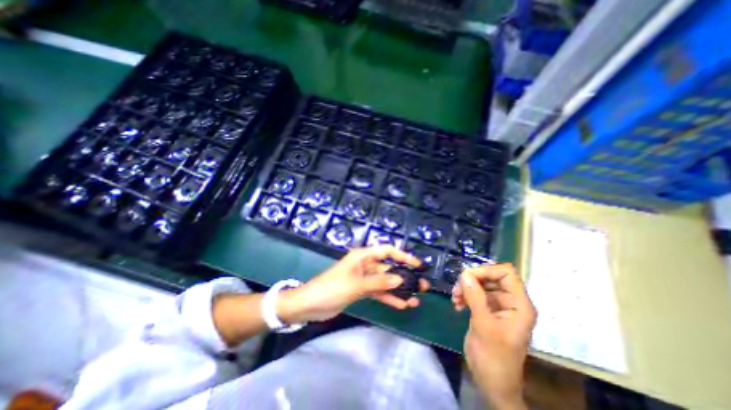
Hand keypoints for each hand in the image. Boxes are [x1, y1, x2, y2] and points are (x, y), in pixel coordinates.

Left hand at [279, 247, 428, 323]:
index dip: (403, 256)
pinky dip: (389, 297)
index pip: (387, 251)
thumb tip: (401, 279)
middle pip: (388, 268)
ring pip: (385, 282)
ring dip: (399, 290)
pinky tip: (402, 305)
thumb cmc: (331, 288)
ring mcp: (364, 278)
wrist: (310, 305)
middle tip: (422, 286)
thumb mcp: (356, 284)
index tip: (417, 265)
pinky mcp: (361, 290)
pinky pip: (379, 292)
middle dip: (404, 276)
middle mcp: (365, 264)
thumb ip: (379, 282)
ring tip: (416, 299)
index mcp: (363, 256)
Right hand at [456, 263, 538, 409]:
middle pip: (492, 277)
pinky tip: (457, 304)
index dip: (487, 270)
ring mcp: (498, 306)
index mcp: (519, 305)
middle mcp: (510, 302)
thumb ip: (475, 297)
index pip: (507, 274)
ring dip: (466, 288)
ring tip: (454, 298)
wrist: (492, 382)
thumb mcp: (484, 325)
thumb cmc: (494, 358)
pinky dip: (464, 295)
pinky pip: (475, 294)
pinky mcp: (487, 310)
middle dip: (472, 280)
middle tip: (457, 288)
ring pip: (481, 284)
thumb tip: (464, 273)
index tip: (467, 276)